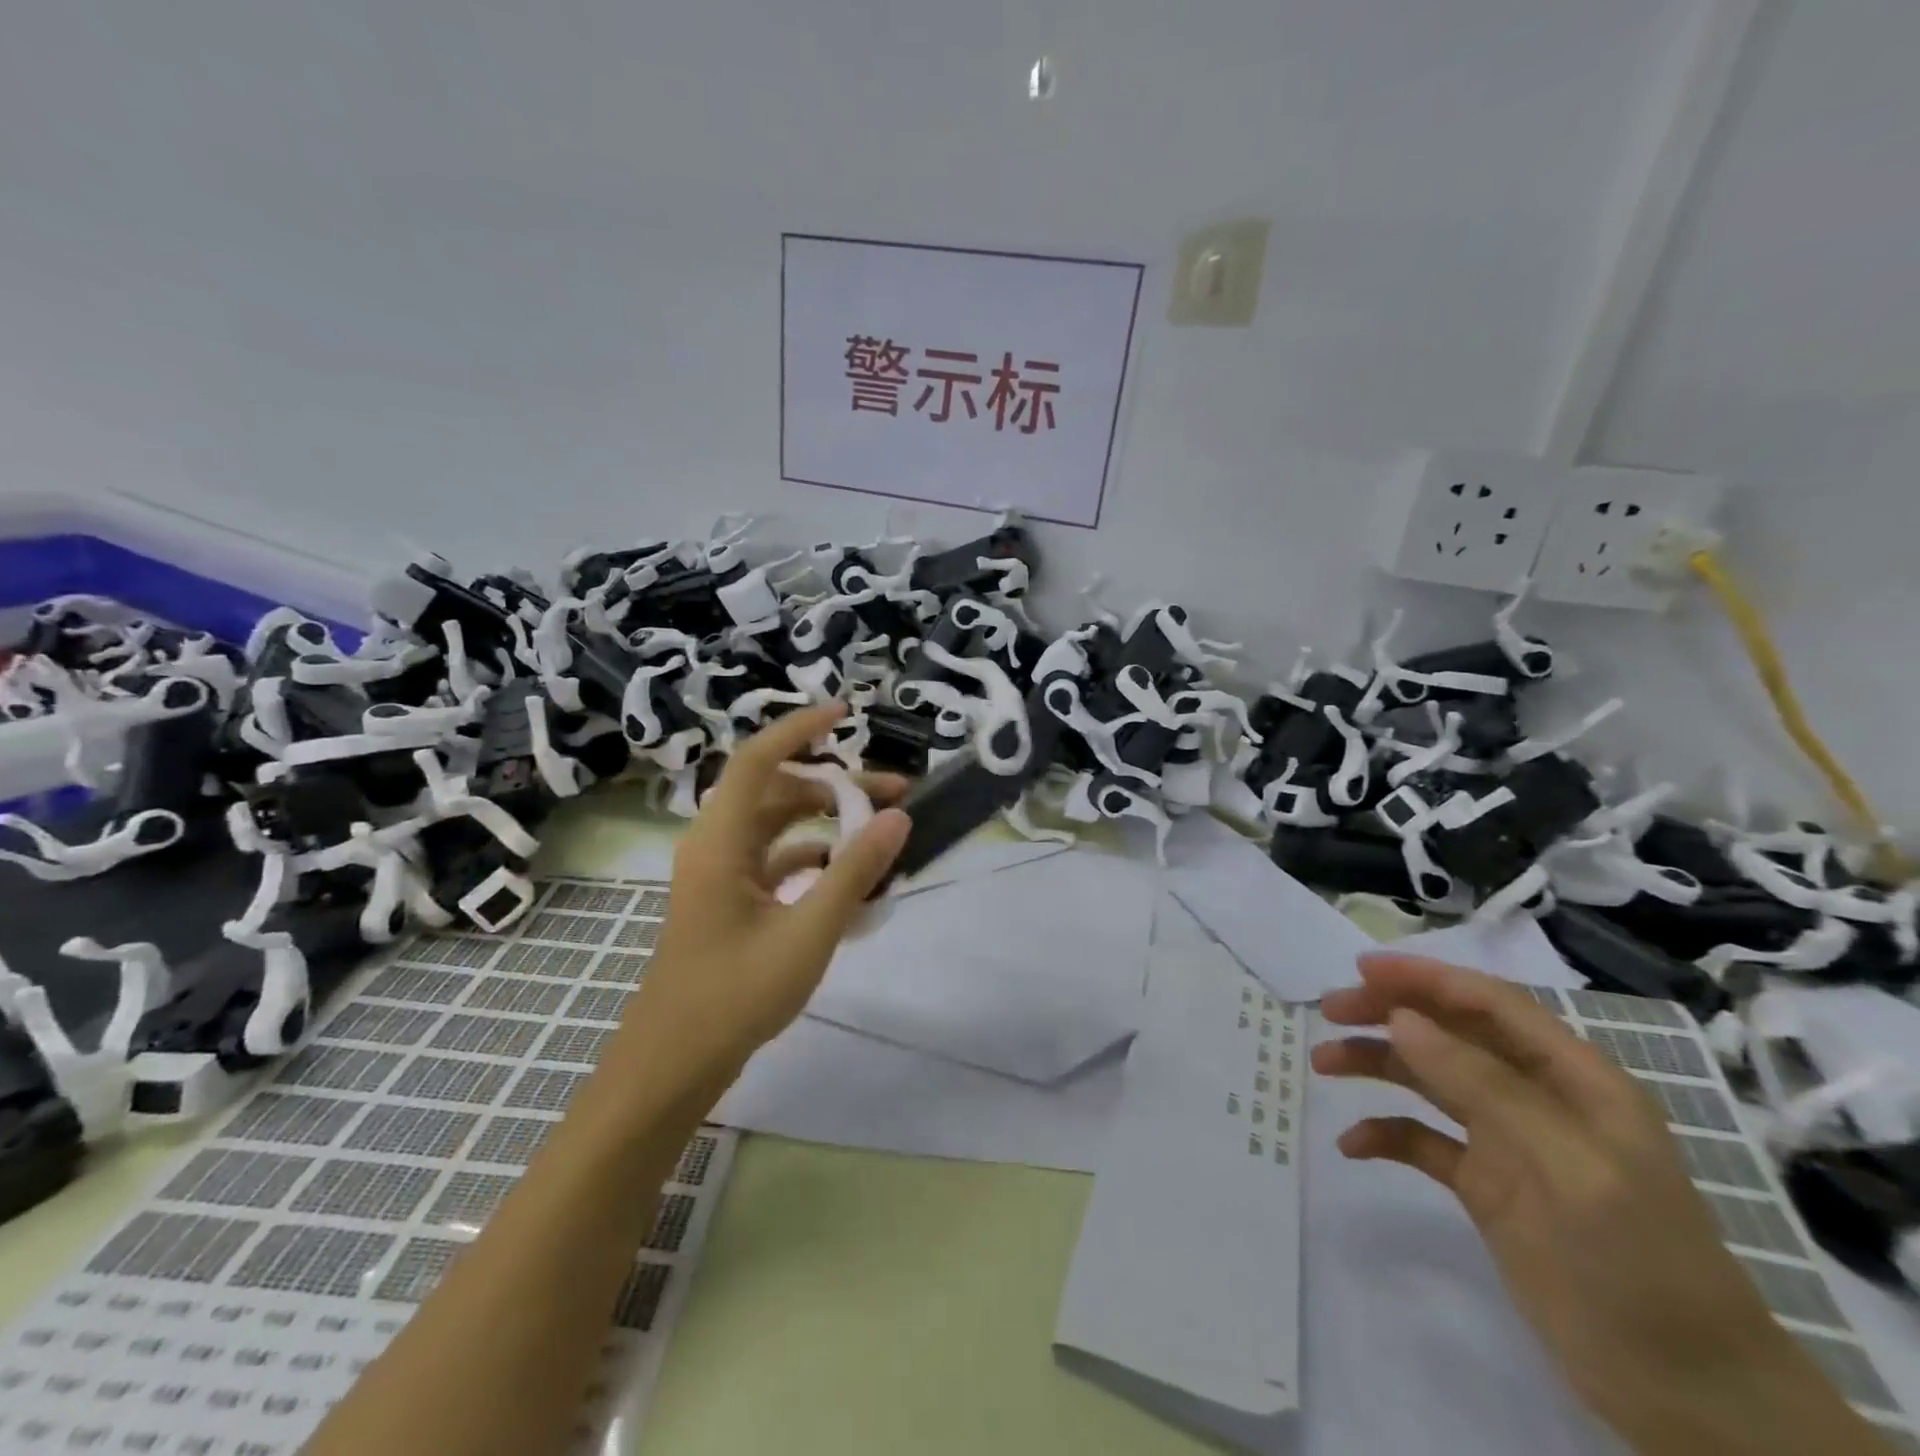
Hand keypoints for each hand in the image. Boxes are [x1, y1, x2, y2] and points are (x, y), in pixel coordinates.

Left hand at [627, 702, 910, 1076]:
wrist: (675, 1064)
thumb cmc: (735, 995)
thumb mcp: (808, 931)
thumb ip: (855, 871)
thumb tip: (899, 818)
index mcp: (720, 841)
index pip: (758, 760)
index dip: (799, 728)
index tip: (846, 713)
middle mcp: (716, 846)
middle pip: (778, 792)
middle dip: (836, 785)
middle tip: (895, 795)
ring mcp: (721, 875)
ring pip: (779, 827)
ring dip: (828, 823)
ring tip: (883, 833)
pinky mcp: (730, 901)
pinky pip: (776, 861)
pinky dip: (814, 859)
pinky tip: (850, 878)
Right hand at [1313, 953, 1892, 1455]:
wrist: (1688, 1394)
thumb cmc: (1640, 1262)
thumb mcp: (1568, 1165)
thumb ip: (1483, 1085)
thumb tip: (1401, 1019)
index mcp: (1574, 1079)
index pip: (1490, 1003)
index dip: (1426, 977)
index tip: (1361, 969)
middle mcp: (1537, 1098)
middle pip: (1451, 1032)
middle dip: (1388, 1013)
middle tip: (1328, 1011)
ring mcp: (1510, 1142)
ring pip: (1429, 1078)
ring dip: (1376, 1064)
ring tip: (1322, 1064)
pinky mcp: (1487, 1186)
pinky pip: (1424, 1141)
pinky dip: (1386, 1134)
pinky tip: (1354, 1145)